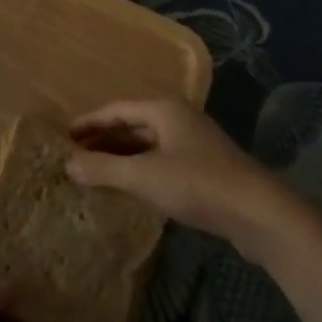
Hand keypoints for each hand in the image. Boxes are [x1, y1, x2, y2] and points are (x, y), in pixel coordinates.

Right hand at [66, 98, 301, 255]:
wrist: (258, 212)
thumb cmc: (197, 183)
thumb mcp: (143, 176)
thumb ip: (103, 168)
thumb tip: (67, 163)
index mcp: (164, 109)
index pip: (117, 109)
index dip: (89, 122)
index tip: (64, 135)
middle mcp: (179, 119)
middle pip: (132, 124)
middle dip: (103, 139)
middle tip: (74, 155)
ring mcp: (193, 143)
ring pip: (147, 144)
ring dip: (121, 156)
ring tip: (94, 172)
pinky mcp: (204, 169)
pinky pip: (161, 161)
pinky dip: (140, 170)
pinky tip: (128, 188)